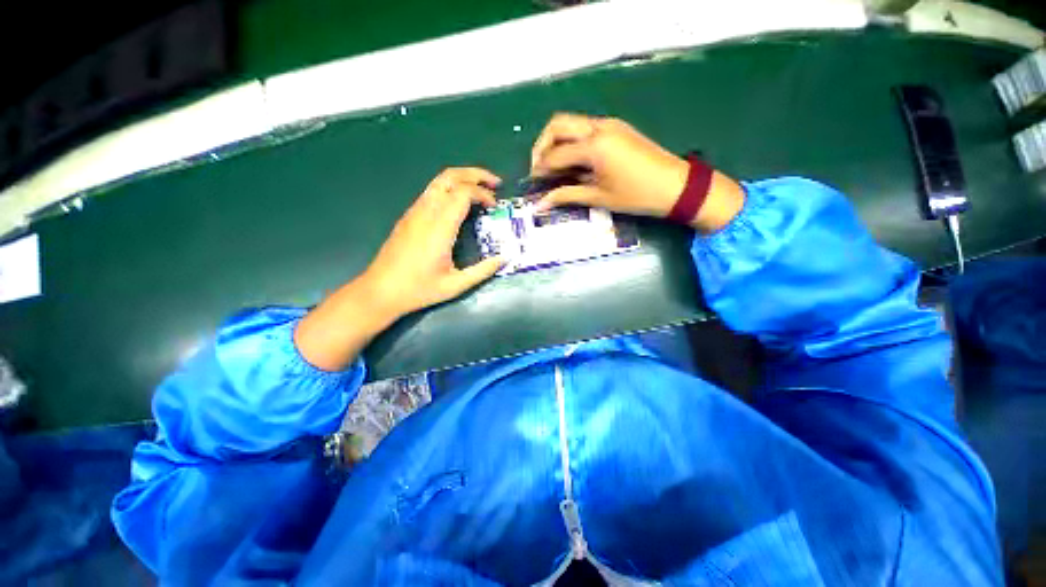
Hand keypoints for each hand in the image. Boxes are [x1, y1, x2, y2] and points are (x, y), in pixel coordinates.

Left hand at [294, 168, 503, 371]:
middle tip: (495, 183)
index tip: (495, 206)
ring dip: (462, 179)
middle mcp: (426, 212)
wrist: (380, 291)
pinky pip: (432, 191)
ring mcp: (414, 212)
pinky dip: (451, 188)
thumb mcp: (456, 285)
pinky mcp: (409, 216)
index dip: (483, 194)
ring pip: (439, 181)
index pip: (463, 193)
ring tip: (481, 188)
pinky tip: (459, 203)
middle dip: (475, 174)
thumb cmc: (418, 289)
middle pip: (450, 177)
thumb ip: (482, 271)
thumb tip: (504, 258)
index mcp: (439, 228)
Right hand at [530, 113, 744, 231]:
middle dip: (542, 145)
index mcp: (594, 146)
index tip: (533, 182)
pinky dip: (572, 141)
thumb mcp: (599, 197)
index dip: (540, 169)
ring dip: (557, 141)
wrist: (676, 185)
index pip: (555, 154)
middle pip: (557, 125)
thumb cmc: (637, 195)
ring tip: (554, 167)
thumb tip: (540, 204)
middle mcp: (598, 127)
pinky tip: (574, 161)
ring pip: (571, 123)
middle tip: (539, 168)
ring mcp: (609, 124)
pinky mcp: (616, 127)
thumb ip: (566, 195)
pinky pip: (585, 128)